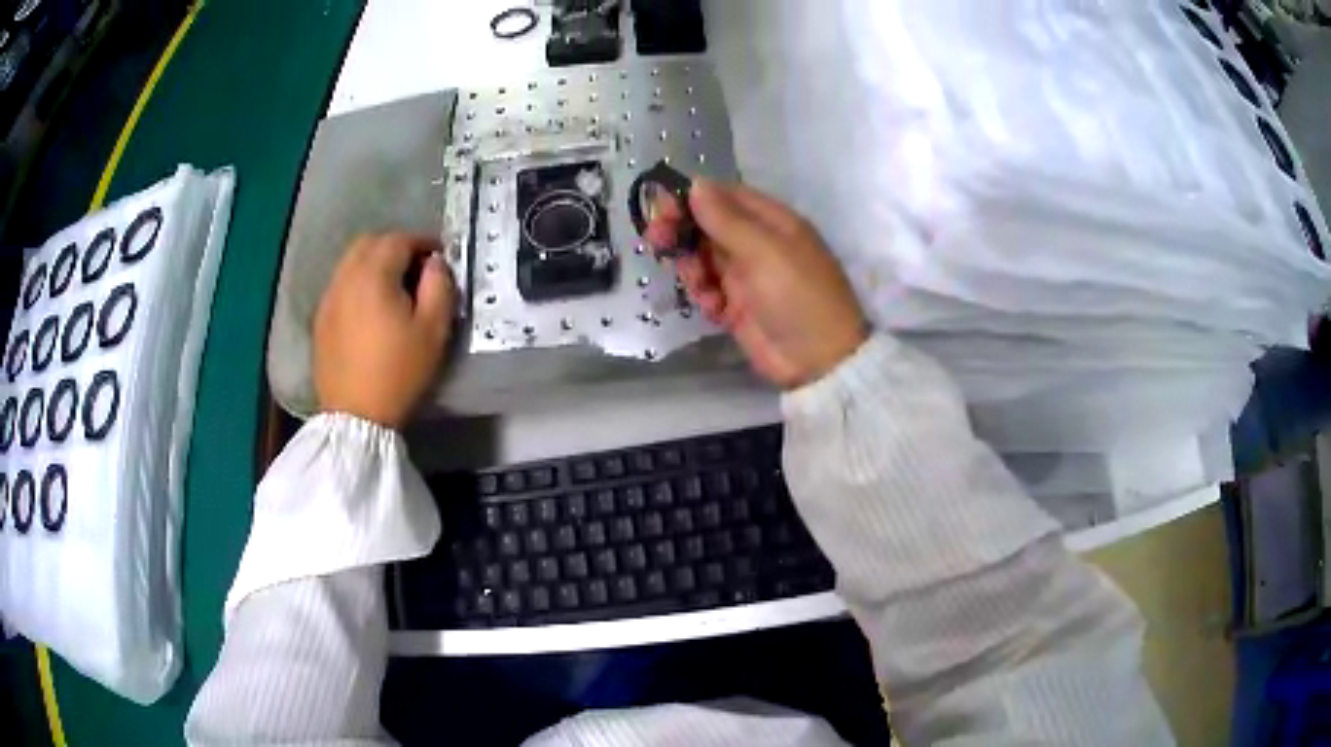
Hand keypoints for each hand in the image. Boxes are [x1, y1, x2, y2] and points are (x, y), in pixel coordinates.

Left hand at [314, 233, 454, 428]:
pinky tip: (369, 310)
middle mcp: (345, 278)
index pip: (399, 240)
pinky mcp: (320, 320)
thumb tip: (435, 263)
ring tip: (392, 289)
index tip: (439, 258)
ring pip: (351, 262)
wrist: (356, 416)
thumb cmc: (399, 372)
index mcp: (374, 276)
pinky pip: (340, 285)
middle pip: (369, 243)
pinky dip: (357, 284)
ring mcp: (328, 299)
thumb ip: (440, 286)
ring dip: (373, 264)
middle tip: (415, 269)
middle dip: (395, 247)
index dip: (423, 243)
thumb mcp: (434, 330)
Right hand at [645, 179, 867, 388]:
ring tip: (699, 284)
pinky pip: (708, 291)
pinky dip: (704, 296)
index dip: (691, 199)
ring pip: (702, 259)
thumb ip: (727, 219)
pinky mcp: (736, 307)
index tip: (662, 208)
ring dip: (692, 268)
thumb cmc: (798, 295)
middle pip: (707, 226)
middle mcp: (757, 244)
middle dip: (681, 233)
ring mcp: (746, 276)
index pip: (724, 197)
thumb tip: (697, 184)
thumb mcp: (764, 251)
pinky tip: (713, 308)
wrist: (817, 360)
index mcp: (771, 222)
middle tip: (656, 241)